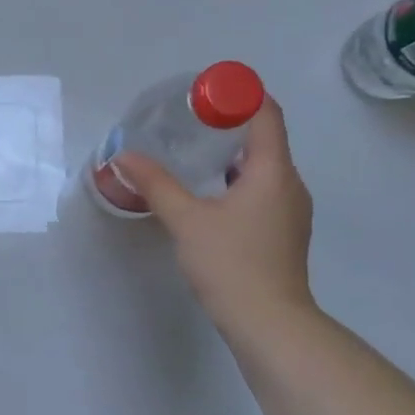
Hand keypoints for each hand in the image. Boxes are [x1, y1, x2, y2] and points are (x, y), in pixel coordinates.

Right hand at [114, 96, 315, 340]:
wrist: (269, 324)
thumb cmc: (231, 264)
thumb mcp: (186, 220)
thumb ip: (155, 184)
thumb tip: (123, 156)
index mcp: (273, 172)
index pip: (266, 115)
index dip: (241, 95)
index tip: (207, 90)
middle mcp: (290, 185)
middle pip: (265, 139)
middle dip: (230, 124)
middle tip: (190, 120)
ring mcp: (291, 211)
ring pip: (264, 167)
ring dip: (233, 154)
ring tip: (193, 153)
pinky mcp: (283, 232)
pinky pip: (263, 190)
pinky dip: (238, 179)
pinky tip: (209, 193)